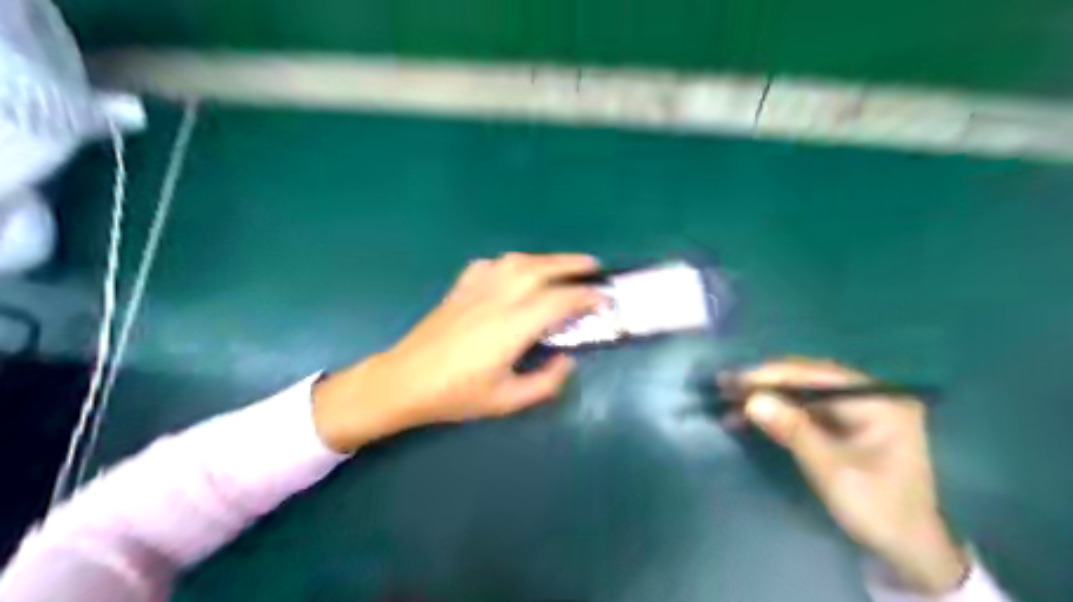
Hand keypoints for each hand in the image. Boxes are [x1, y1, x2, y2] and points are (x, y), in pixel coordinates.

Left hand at [310, 252, 601, 452]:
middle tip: (592, 266)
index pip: (558, 300)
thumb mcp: (506, 400)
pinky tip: (513, 272)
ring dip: (544, 259)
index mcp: (511, 326)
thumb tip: (568, 361)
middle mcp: (497, 299)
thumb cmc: (455, 394)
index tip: (602, 299)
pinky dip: (509, 264)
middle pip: (540, 269)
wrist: (403, 381)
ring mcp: (475, 290)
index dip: (585, 297)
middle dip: (571, 264)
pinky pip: (489, 265)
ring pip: (516, 261)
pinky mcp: (459, 289)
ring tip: (560, 265)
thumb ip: (545, 382)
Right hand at [734, 357, 969, 593]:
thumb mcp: (833, 470)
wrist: (907, 549)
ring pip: (800, 393)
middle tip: (724, 386)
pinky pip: (802, 410)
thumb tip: (752, 400)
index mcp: (879, 400)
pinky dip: (775, 413)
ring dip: (765, 398)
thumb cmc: (878, 509)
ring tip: (727, 400)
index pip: (816, 376)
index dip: (772, 375)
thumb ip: (793, 430)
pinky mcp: (842, 424)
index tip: (735, 379)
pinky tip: (746, 417)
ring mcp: (855, 409)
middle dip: (764, 384)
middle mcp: (868, 396)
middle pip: (806, 379)